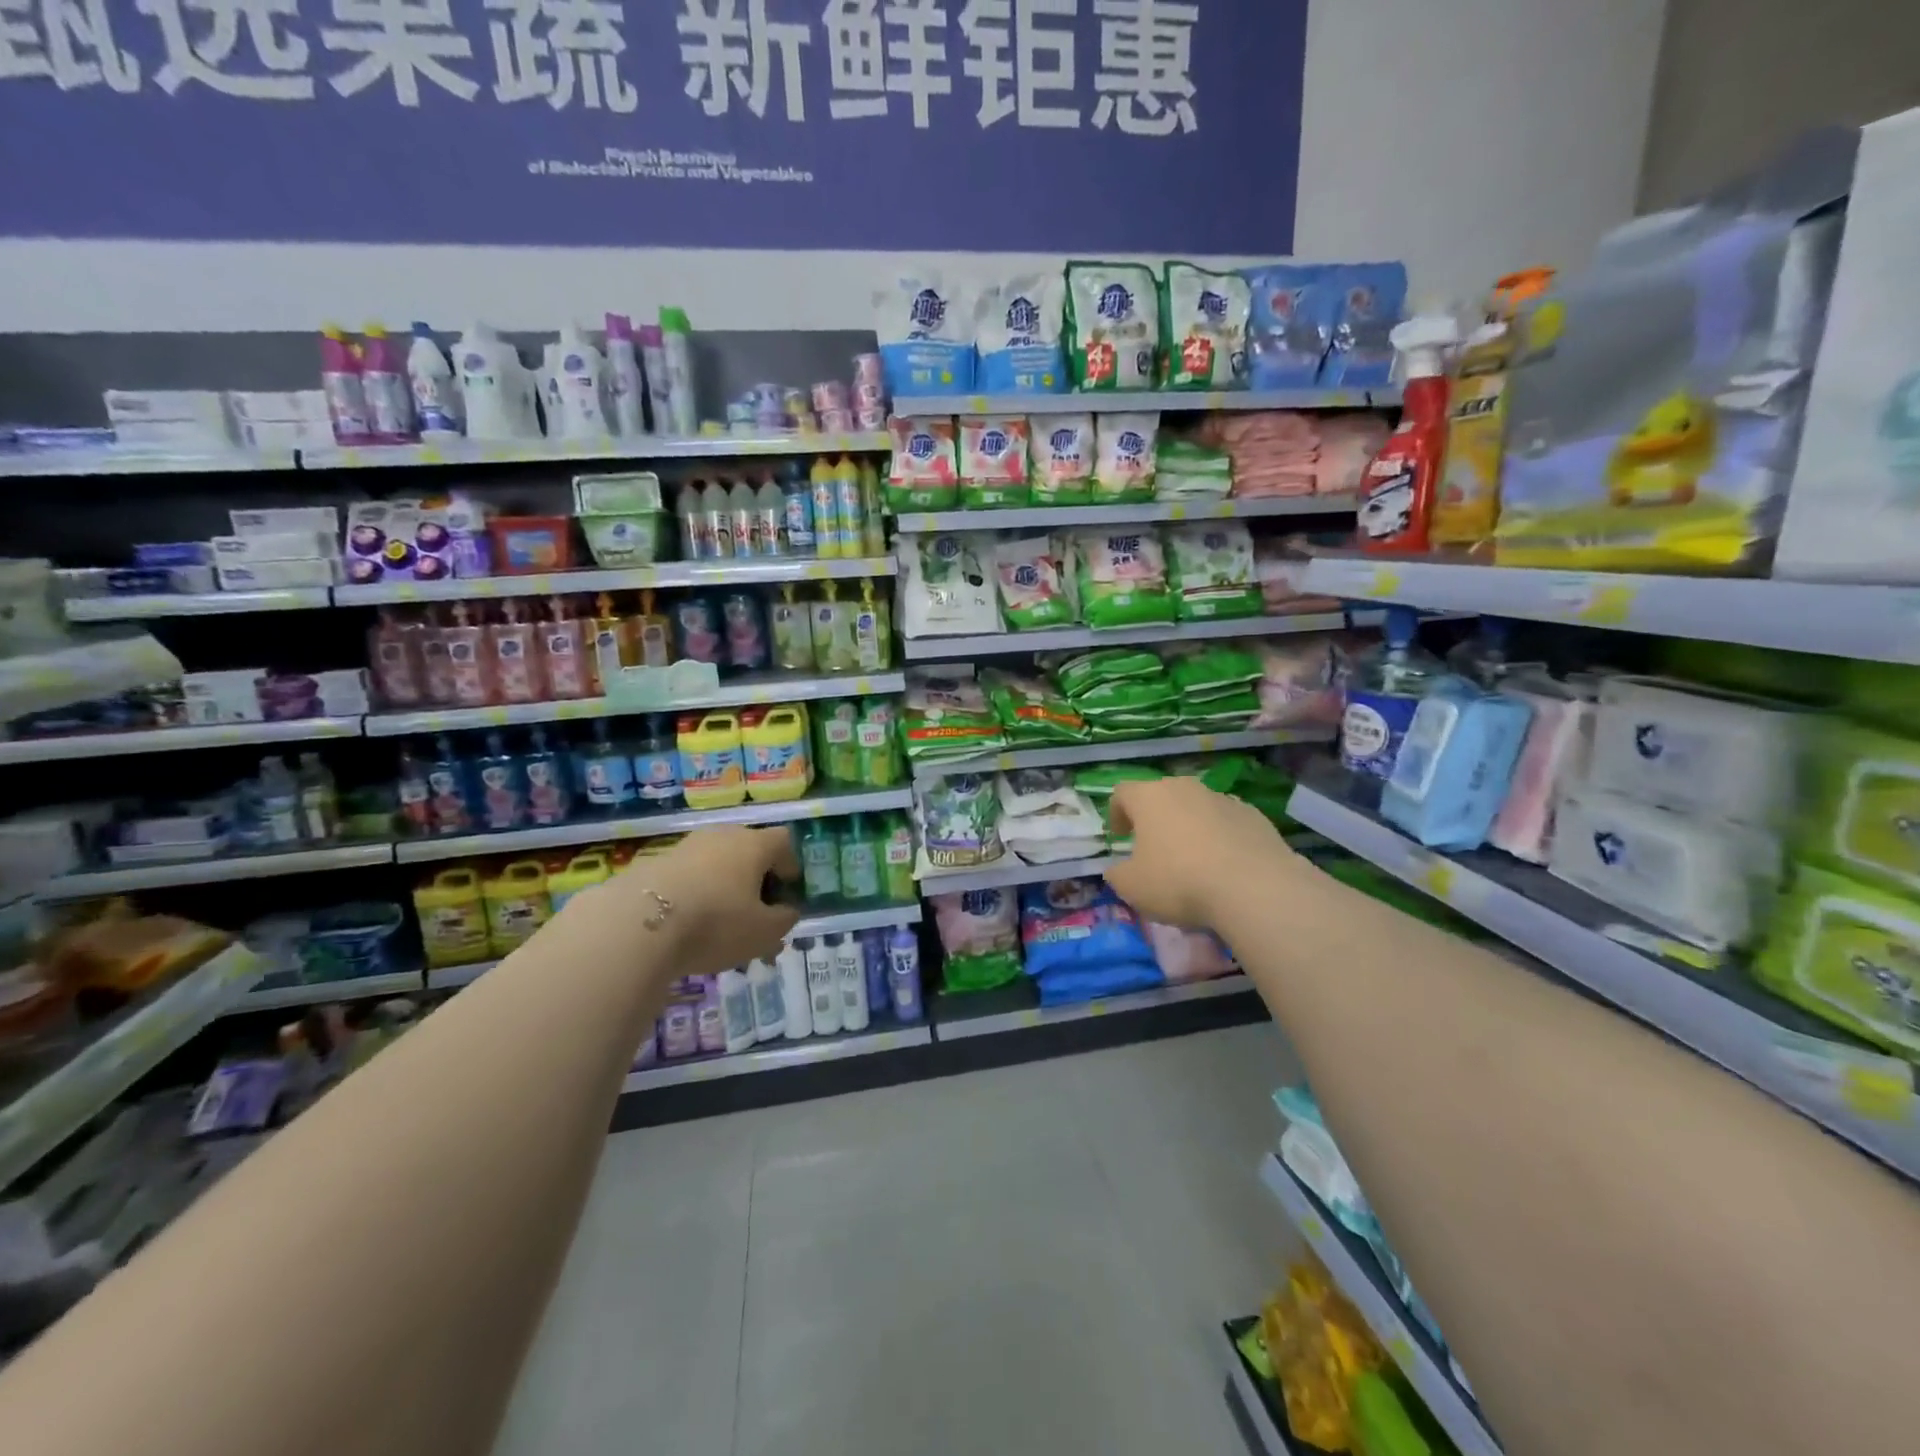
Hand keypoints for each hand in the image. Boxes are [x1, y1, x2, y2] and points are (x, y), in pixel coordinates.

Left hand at [611, 826, 801, 974]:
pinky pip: (687, 877)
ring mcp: (685, 847)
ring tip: (720, 926)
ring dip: (723, 888)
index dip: (790, 865)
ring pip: (715, 865)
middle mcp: (721, 836)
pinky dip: (694, 895)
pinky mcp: (653, 864)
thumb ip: (784, 920)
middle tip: (755, 914)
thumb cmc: (716, 923)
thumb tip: (786, 911)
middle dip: (755, 880)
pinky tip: (687, 926)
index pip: (783, 841)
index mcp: (754, 845)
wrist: (637, 924)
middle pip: (748, 850)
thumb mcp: (764, 932)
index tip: (787, 893)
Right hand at [1105, 777, 1301, 932]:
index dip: (1116, 813)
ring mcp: (1222, 799)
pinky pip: (1226, 822)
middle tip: (1153, 848)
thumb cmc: (1179, 881)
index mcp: (1149, 797)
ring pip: (1196, 808)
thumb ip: (1117, 874)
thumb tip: (1117, 869)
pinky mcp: (1254, 815)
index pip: (1122, 793)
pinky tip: (1224, 866)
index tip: (1120, 836)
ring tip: (1192, 861)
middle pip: (1161, 796)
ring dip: (1188, 827)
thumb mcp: (1131, 887)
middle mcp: (1185, 788)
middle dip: (1154, 819)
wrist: (1254, 888)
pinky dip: (1219, 837)